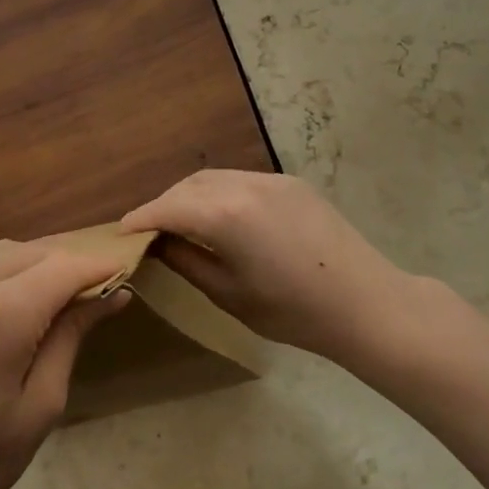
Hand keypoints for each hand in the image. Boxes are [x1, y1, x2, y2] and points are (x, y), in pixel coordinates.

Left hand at [0, 240, 128, 488]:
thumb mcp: (37, 408)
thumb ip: (71, 339)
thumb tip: (112, 295)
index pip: (63, 268)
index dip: (97, 267)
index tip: (120, 275)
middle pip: (28, 251)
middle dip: (62, 265)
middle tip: (85, 294)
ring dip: (25, 266)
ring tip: (43, 300)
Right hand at [121, 170, 413, 362]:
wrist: (366, 304)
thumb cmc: (292, 310)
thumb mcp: (228, 293)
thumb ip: (186, 261)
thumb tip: (157, 243)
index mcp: (225, 214)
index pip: (168, 207)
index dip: (141, 219)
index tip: (122, 232)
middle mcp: (245, 184)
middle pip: (189, 186)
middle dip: (165, 204)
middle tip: (151, 231)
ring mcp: (272, 180)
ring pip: (216, 178)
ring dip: (192, 196)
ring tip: (182, 223)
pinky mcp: (292, 184)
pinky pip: (243, 181)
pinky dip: (220, 194)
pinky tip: (221, 218)